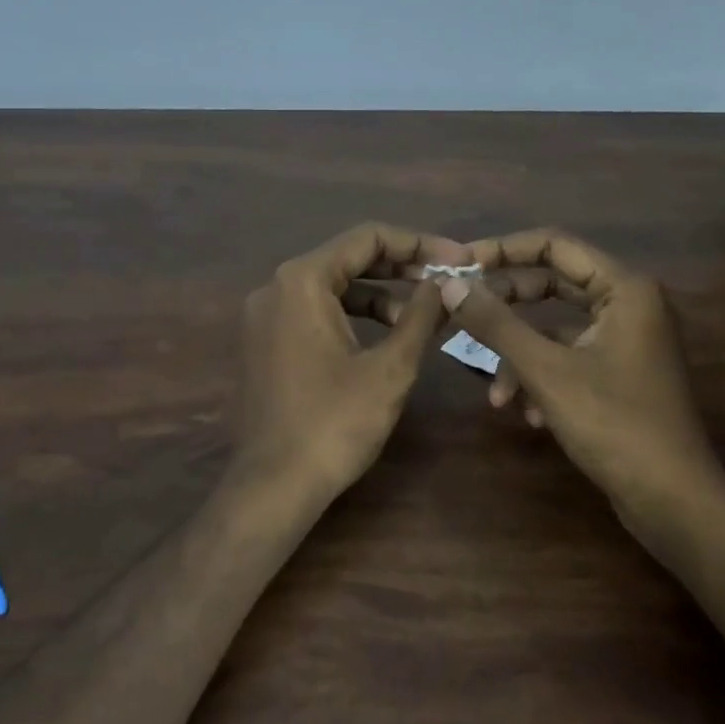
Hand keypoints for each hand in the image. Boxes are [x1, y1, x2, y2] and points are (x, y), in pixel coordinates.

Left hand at [235, 222, 465, 498]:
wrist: (274, 485)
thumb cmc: (335, 423)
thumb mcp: (390, 367)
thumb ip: (421, 315)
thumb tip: (447, 282)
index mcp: (301, 280)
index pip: (367, 238)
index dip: (419, 244)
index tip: (460, 259)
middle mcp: (275, 287)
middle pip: (347, 258)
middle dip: (400, 267)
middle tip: (447, 280)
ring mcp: (265, 315)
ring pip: (331, 287)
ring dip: (378, 294)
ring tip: (421, 316)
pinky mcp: (265, 341)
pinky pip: (314, 311)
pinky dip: (351, 315)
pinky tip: (385, 335)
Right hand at [440, 229, 718, 505]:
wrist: (672, 500)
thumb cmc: (614, 424)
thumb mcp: (545, 371)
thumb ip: (496, 324)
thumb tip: (450, 284)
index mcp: (624, 289)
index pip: (554, 245)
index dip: (504, 251)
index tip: (461, 265)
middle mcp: (628, 305)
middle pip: (552, 286)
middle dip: (506, 308)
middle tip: (461, 315)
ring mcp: (625, 342)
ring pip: (555, 331)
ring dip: (519, 357)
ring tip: (496, 397)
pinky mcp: (619, 374)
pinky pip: (568, 359)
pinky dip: (542, 380)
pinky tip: (529, 416)